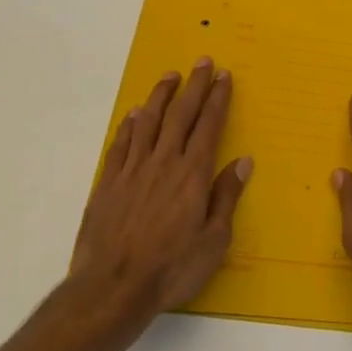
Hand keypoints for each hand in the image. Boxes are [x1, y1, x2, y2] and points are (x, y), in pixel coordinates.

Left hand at [69, 60, 251, 329]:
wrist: (112, 288)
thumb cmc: (172, 269)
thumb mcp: (214, 241)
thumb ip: (226, 197)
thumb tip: (243, 161)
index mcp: (193, 174)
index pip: (208, 125)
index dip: (217, 99)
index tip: (223, 76)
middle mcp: (163, 162)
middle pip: (180, 114)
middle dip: (194, 85)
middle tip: (202, 62)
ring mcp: (132, 170)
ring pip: (148, 122)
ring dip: (160, 96)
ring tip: (170, 76)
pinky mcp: (108, 183)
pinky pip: (121, 144)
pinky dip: (129, 125)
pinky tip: (134, 115)